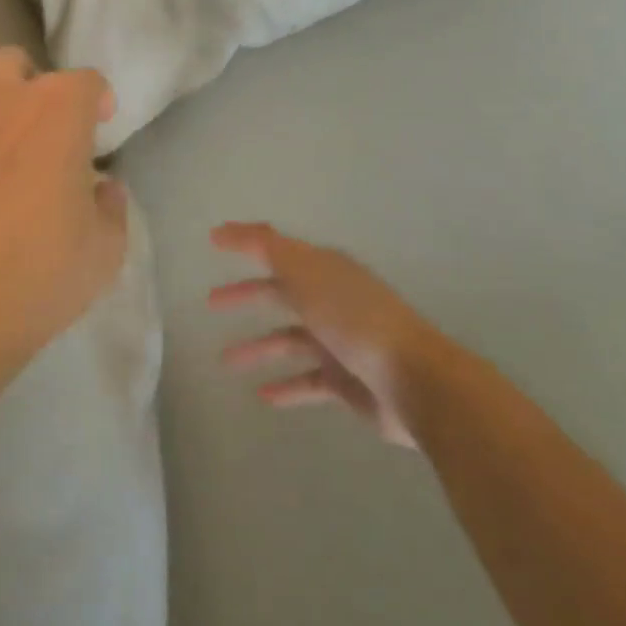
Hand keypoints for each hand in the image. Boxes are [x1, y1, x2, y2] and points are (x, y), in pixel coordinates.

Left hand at [0, 36, 128, 371]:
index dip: (94, 101)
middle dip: (26, 89)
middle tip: (27, 132)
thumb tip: (103, 188)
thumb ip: (110, 209)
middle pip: (14, 62)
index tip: (96, 125)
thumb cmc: (33, 276)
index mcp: (58, 109)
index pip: (86, 81)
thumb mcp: (103, 253)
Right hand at [210, 223, 441, 448]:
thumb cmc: (355, 319)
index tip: (213, 240)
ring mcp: (340, 341)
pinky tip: (262, 395)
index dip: (246, 242)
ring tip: (225, 361)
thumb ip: (267, 248)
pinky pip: (307, 381)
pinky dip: (285, 386)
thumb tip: (226, 229)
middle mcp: (331, 300)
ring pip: (289, 339)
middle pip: (281, 292)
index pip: (278, 249)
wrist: (414, 381)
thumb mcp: (306, 273)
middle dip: (247, 295)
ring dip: (258, 347)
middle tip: (211, 302)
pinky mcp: (346, 381)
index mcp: (325, 269)